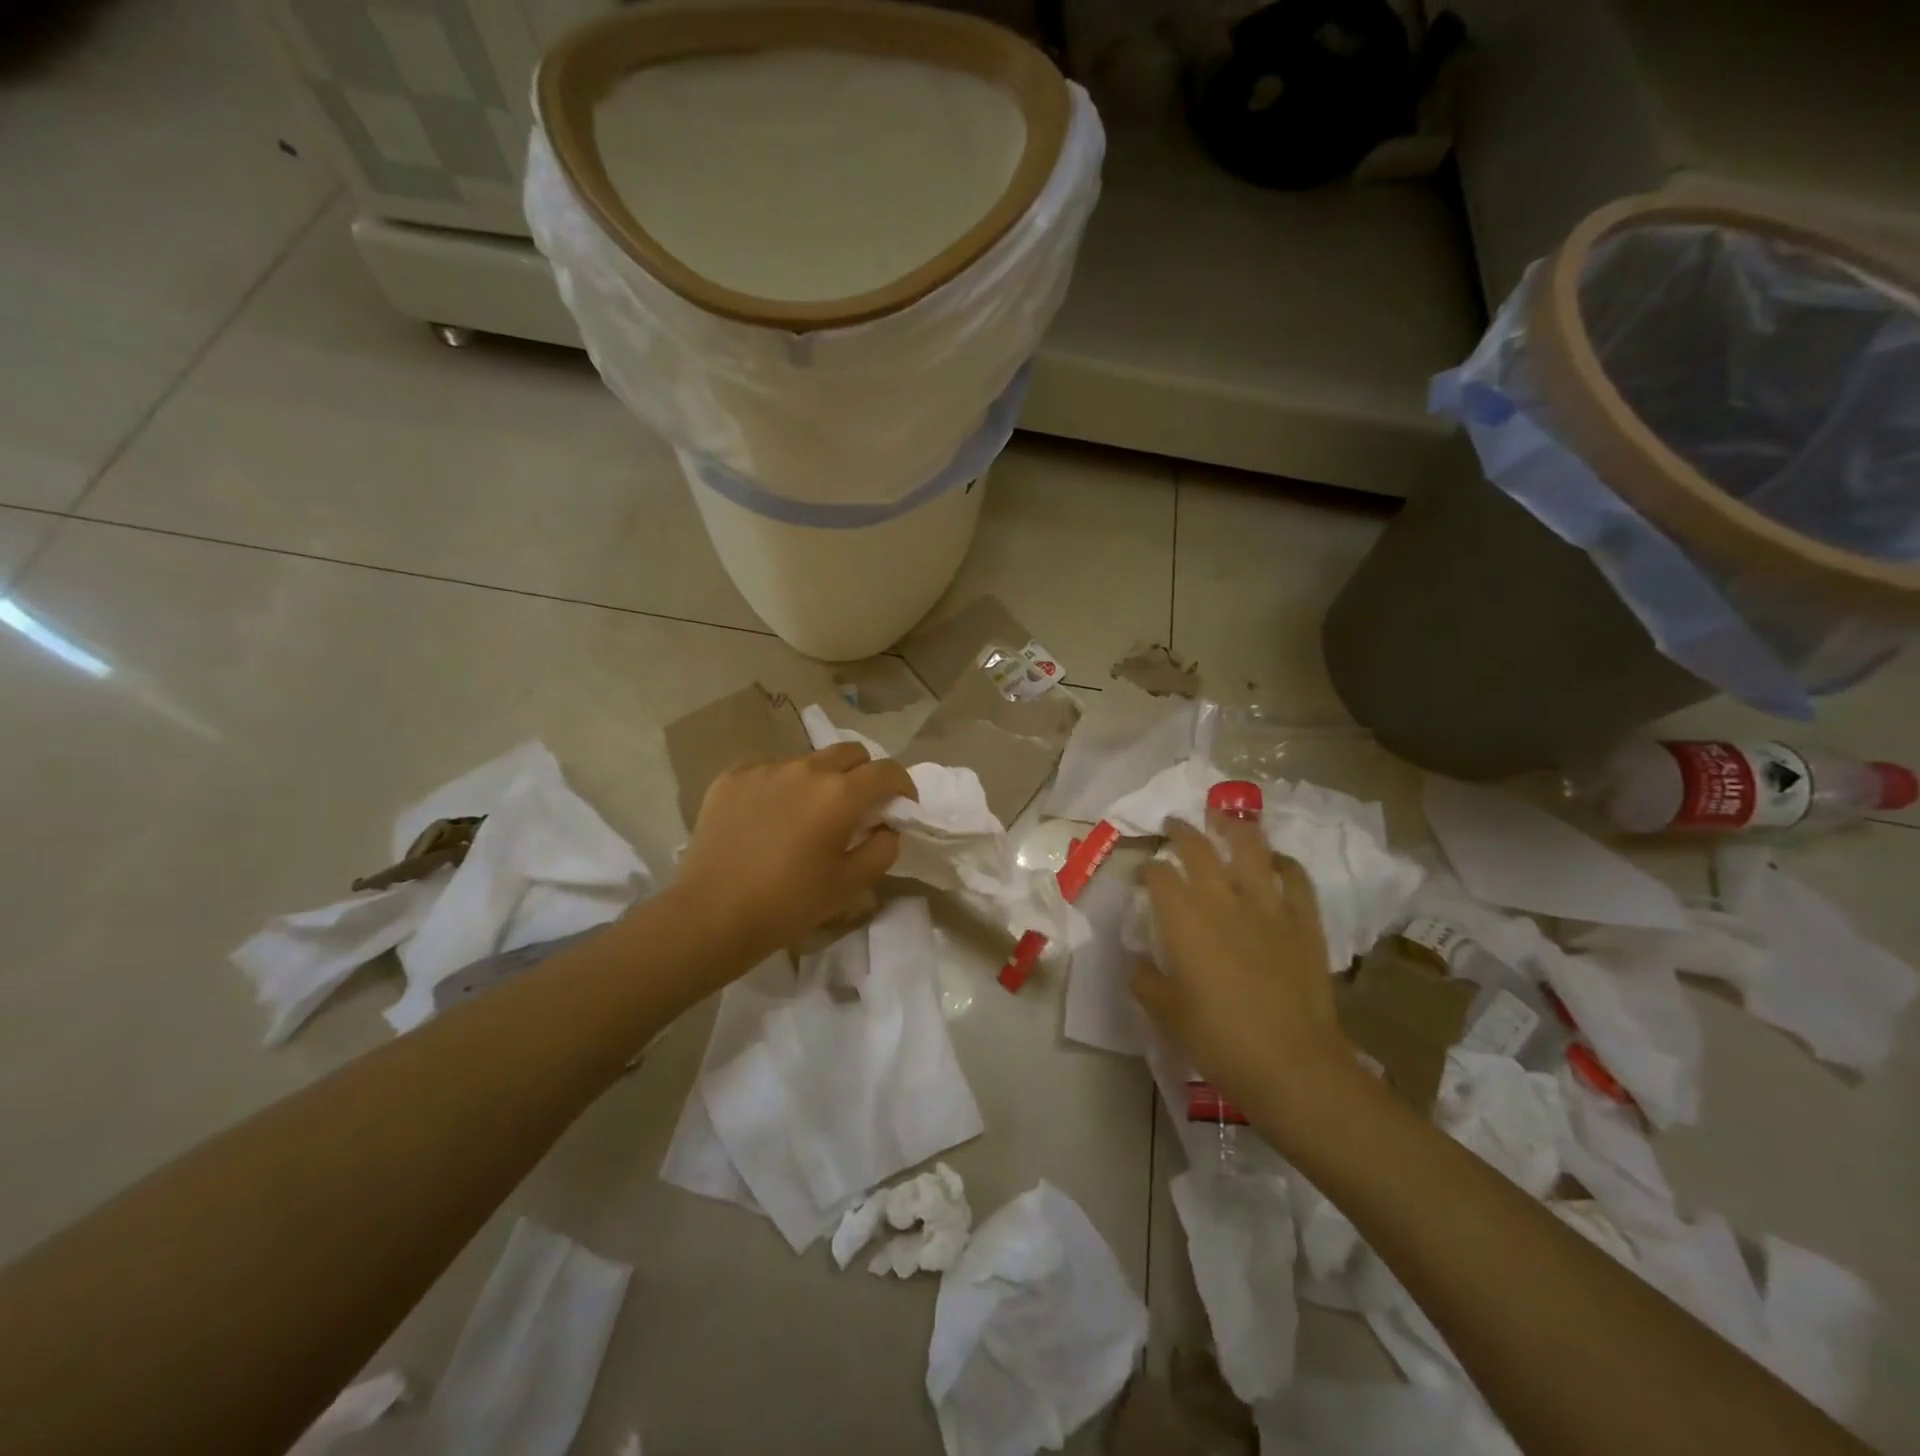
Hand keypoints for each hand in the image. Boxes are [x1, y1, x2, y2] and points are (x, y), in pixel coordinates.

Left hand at [675, 744, 916, 969]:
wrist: (711, 914)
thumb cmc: (789, 904)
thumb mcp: (851, 884)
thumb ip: (883, 848)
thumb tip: (887, 826)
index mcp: (840, 794)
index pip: (887, 770)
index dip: (903, 786)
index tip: (901, 806)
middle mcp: (806, 768)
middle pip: (850, 753)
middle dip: (864, 774)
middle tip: (858, 807)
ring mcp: (765, 768)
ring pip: (808, 761)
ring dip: (820, 781)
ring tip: (807, 815)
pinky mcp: (732, 775)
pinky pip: (770, 769)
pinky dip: (781, 786)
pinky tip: (769, 817)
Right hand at [1130, 813, 1357, 1126]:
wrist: (1293, 1066)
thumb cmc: (1220, 1041)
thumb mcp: (1168, 1015)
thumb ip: (1146, 982)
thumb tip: (1138, 964)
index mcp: (1184, 921)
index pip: (1159, 876)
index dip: (1147, 868)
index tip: (1143, 872)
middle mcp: (1223, 900)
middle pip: (1199, 848)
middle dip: (1181, 832)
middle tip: (1173, 824)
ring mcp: (1268, 906)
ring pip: (1250, 848)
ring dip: (1233, 827)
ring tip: (1223, 818)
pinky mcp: (1303, 921)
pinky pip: (1295, 877)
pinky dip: (1283, 862)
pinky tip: (1275, 860)